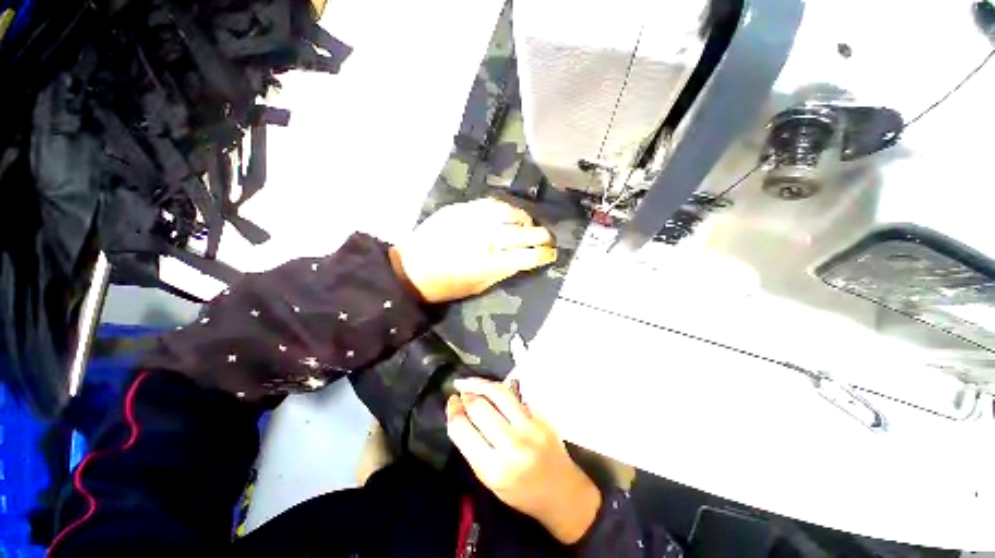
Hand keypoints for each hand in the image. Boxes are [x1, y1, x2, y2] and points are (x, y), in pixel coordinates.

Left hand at [389, 198, 556, 302]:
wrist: (411, 267)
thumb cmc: (445, 285)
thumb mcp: (478, 286)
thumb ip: (503, 272)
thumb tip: (523, 261)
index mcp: (489, 263)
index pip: (527, 256)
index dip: (543, 255)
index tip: (551, 254)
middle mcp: (485, 238)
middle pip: (523, 233)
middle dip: (541, 236)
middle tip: (548, 239)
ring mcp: (473, 219)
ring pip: (510, 213)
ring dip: (524, 219)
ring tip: (528, 225)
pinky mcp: (462, 209)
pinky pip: (492, 203)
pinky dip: (505, 209)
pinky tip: (509, 214)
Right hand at [446, 377, 600, 543]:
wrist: (562, 492)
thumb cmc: (521, 492)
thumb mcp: (489, 480)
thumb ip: (473, 448)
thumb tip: (459, 414)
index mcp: (493, 468)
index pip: (463, 429)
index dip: (452, 411)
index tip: (451, 402)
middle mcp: (511, 444)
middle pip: (479, 406)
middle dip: (465, 395)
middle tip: (459, 390)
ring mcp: (529, 427)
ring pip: (498, 393)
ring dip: (479, 383)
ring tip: (469, 382)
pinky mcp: (541, 417)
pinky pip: (514, 395)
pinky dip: (498, 388)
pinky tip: (490, 388)